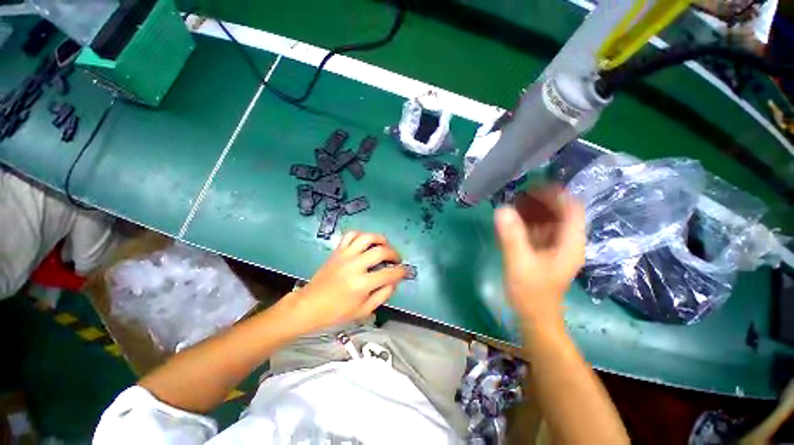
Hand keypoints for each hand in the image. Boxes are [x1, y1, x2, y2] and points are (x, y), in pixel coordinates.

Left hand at [279, 231, 405, 332]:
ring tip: (385, 246)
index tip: (406, 271)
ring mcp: (345, 256)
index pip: (389, 273)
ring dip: (380, 239)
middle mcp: (355, 266)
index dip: (402, 271)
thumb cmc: (337, 312)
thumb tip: (394, 281)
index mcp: (362, 284)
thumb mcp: (364, 310)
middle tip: (396, 260)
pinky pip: (351, 235)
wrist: (309, 305)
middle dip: (394, 254)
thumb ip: (383, 295)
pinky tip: (366, 242)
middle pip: (381, 251)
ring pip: (367, 237)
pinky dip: (361, 235)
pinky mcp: (337, 251)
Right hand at [494, 186, 584, 327]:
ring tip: (512, 202)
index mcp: (569, 243)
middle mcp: (566, 241)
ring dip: (532, 209)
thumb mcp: (519, 263)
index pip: (572, 209)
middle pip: (559, 212)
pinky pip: (537, 229)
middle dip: (541, 200)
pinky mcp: (543, 250)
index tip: (533, 186)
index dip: (556, 195)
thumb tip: (501, 210)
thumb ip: (511, 237)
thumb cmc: (531, 292)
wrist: (534, 315)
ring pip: (547, 220)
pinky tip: (511, 218)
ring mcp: (554, 246)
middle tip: (518, 193)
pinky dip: (526, 221)